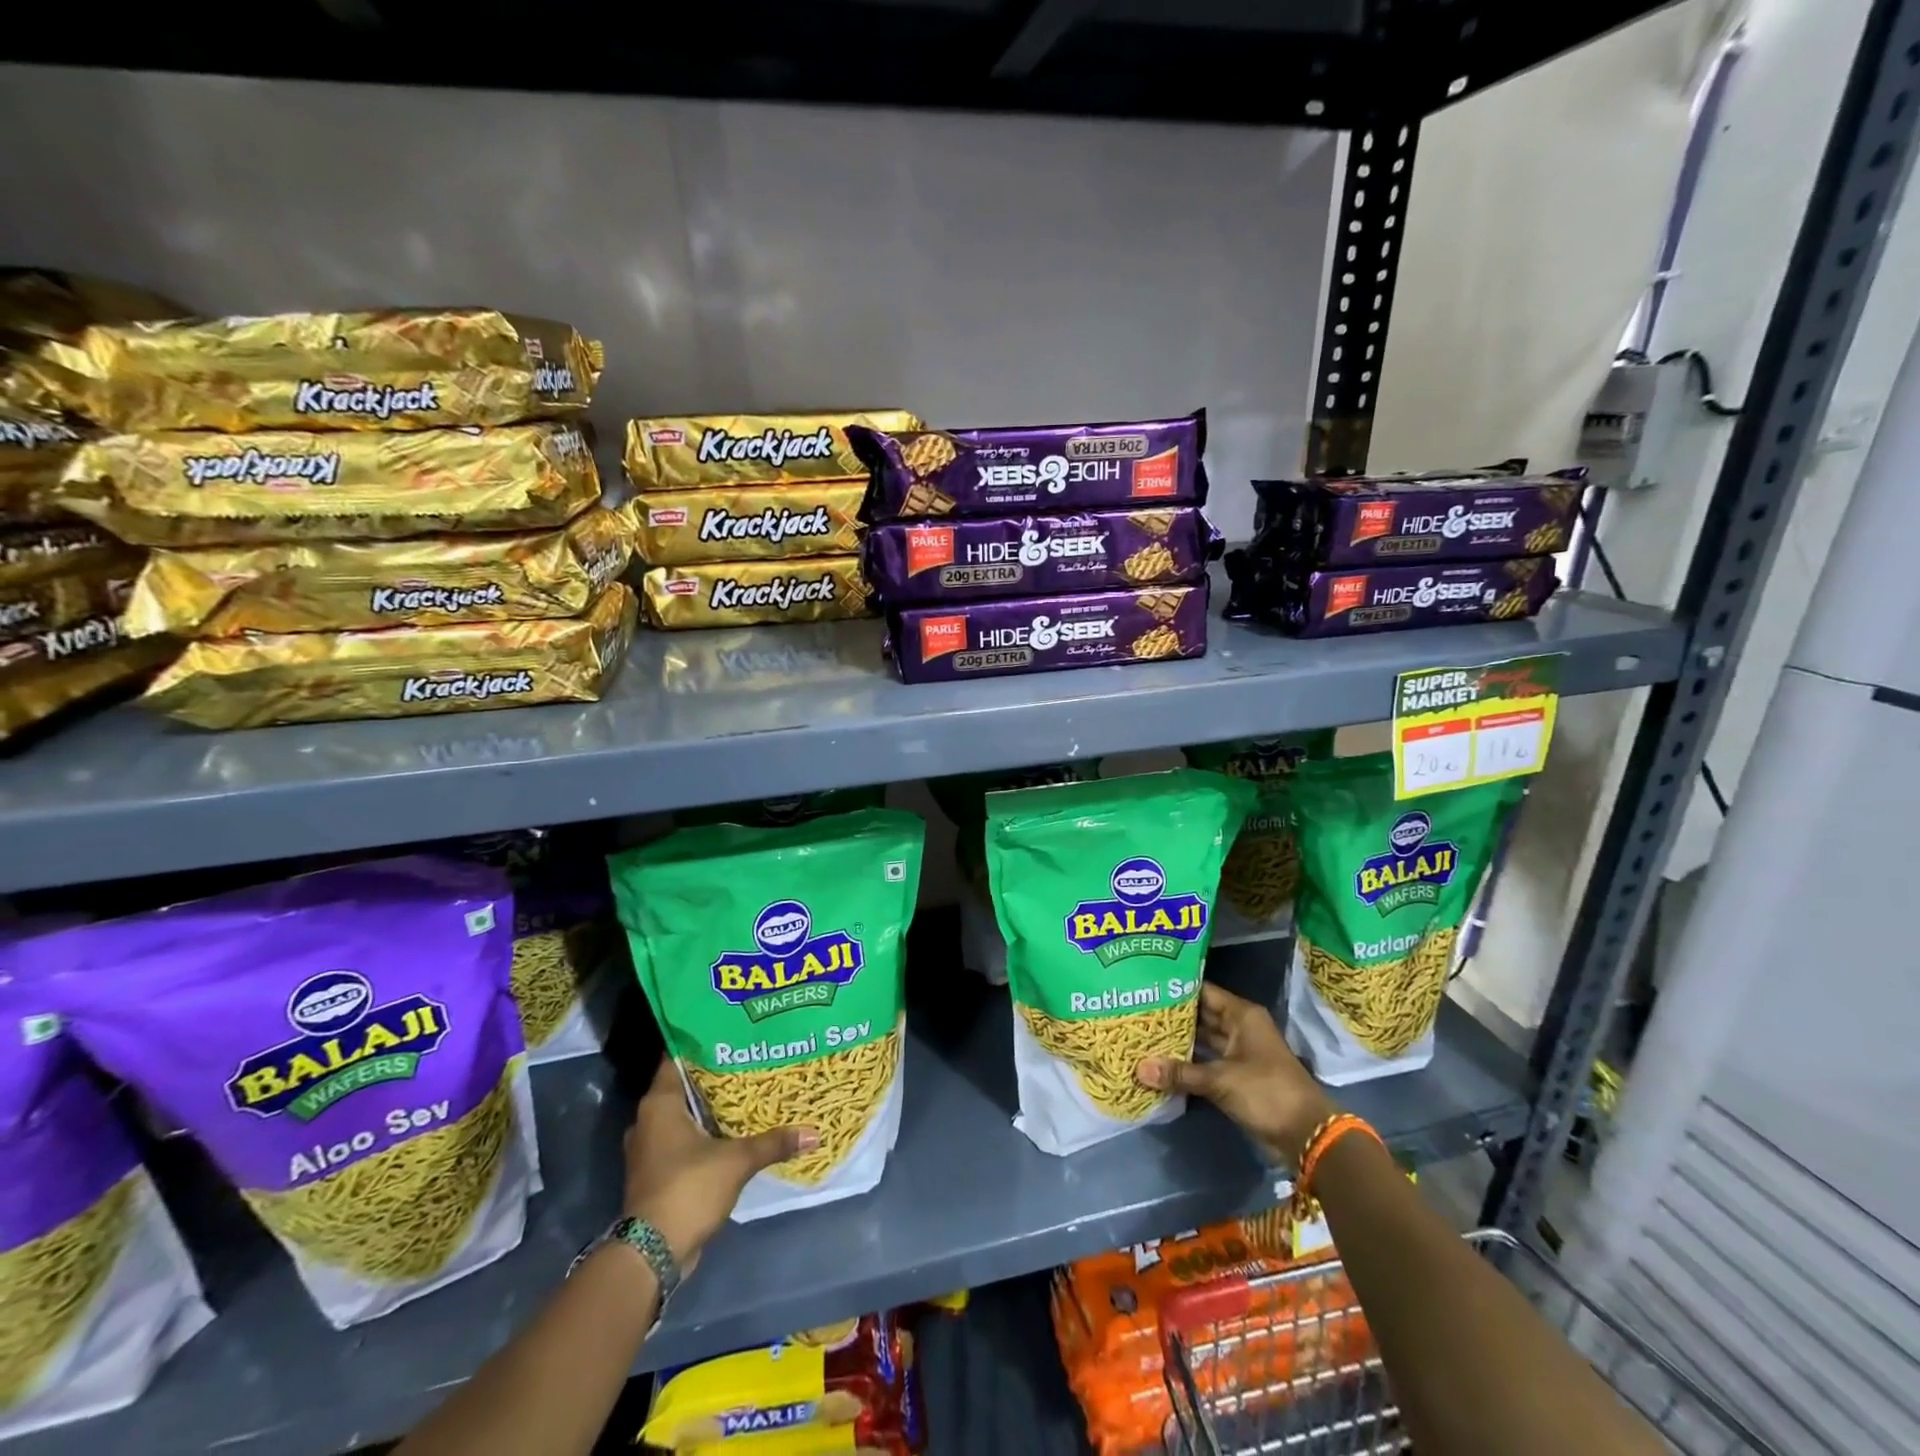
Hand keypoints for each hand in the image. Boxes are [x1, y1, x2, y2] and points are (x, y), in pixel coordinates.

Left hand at [621, 1057, 818, 1270]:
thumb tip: (813, 1133)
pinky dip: (703, 1135)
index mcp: (659, 1104)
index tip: (731, 1034)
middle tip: (748, 1061)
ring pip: (682, 1117)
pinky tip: (732, 1132)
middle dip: (713, 1077)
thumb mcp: (737, 1161)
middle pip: (683, 1087)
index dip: (703, 1044)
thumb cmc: (688, 1188)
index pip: (678, 1058)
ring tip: (745, 1093)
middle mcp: (648, 1121)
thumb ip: (773, 1142)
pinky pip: (682, 1141)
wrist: (652, 1253)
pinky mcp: (657, 1174)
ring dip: (708, 1109)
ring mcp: (650, 1149)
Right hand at [1137, 983, 1336, 1167]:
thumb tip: (1139, 1068)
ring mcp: (1238, 1053)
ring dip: (1178, 1041)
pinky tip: (1160, 1062)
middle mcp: (1239, 1028)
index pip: (1202, 991)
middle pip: (1200, 1015)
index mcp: (1242, 1015)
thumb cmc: (1267, 1092)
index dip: (1176, 988)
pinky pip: (1205, 1062)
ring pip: (1202, 1040)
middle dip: (1172, 1016)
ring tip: (1142, 1033)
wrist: (1307, 1136)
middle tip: (1137, 1010)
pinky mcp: (1236, 1076)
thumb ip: (1180, 1073)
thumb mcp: (1221, 1080)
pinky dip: (1187, 1063)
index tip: (1145, 985)